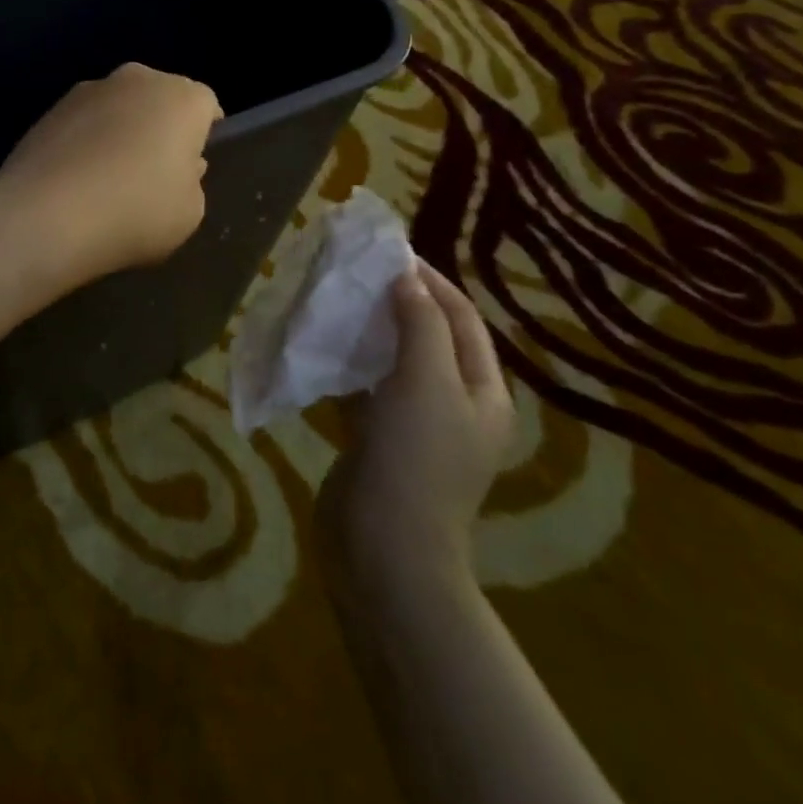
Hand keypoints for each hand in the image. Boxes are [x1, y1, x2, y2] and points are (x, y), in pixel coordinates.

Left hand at [0, 62, 222, 292]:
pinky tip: (79, 179)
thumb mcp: (189, 212)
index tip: (195, 161)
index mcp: (182, 98)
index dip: (204, 132)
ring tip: (111, 176)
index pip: (206, 104)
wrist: (46, 216)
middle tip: (156, 169)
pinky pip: (84, 122)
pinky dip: (87, 141)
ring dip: (122, 130)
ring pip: (119, 106)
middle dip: (162, 125)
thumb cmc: (136, 212)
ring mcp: (89, 89)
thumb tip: (178, 165)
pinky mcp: (50, 108)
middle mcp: (138, 80)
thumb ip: (191, 181)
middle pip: (160, 98)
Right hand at [319, 260, 515, 600]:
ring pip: (392, 363)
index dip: (430, 281)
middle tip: (357, 273)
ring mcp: (415, 426)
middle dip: (396, 302)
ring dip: (368, 332)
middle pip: (428, 337)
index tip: (390, 252)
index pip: (461, 318)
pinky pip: (364, 390)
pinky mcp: (378, 442)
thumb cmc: (415, 459)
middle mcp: (454, 405)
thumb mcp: (426, 382)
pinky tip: (319, 347)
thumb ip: (420, 323)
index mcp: (482, 391)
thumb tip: (407, 276)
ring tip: (335, 301)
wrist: (384, 551)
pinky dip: (347, 366)